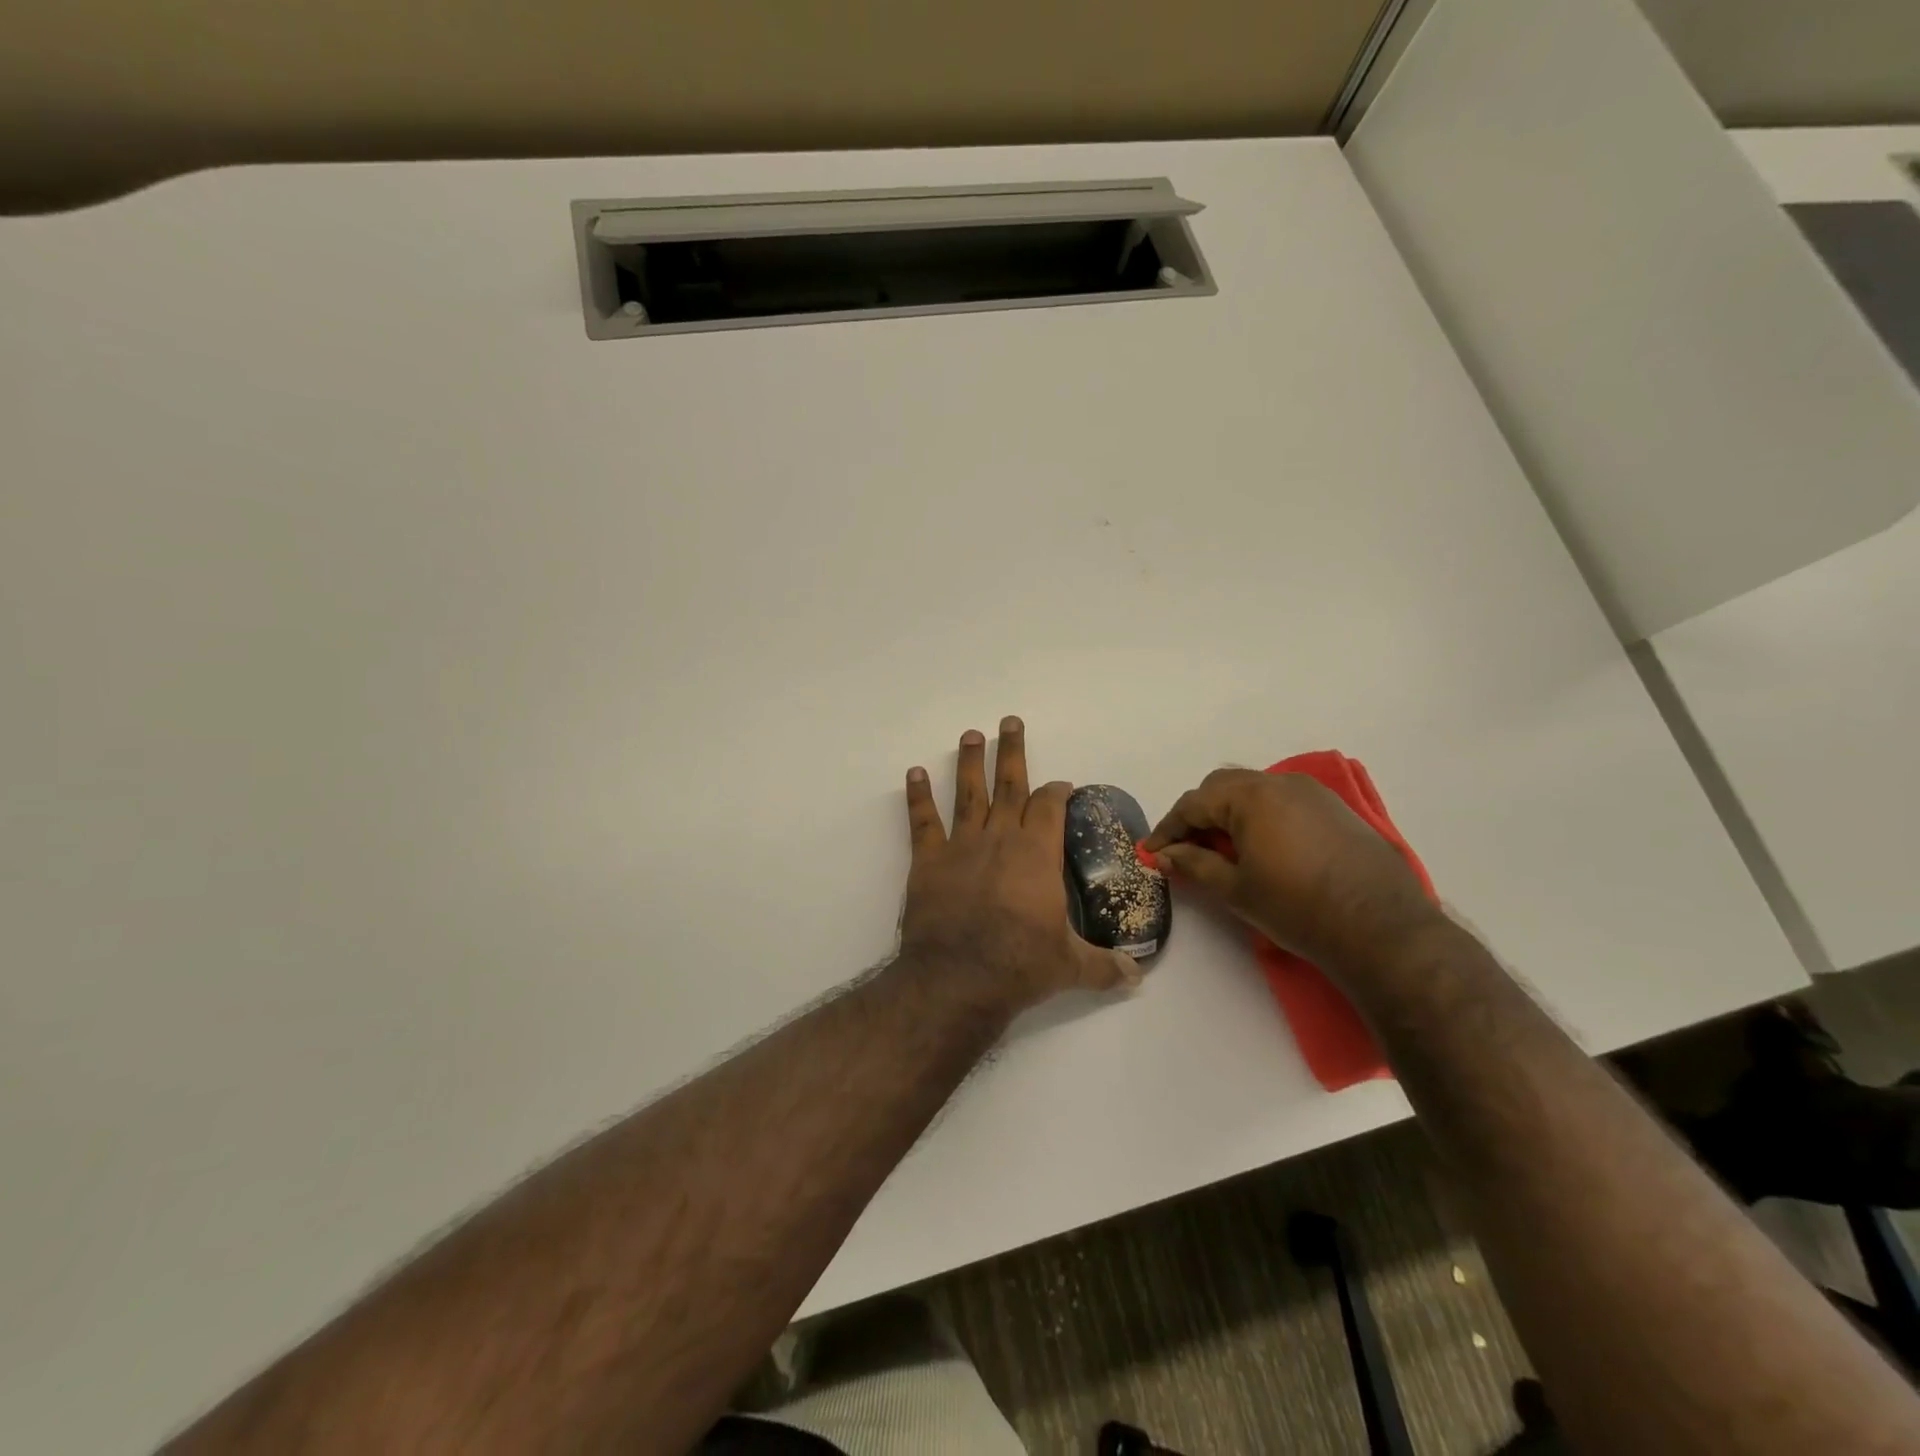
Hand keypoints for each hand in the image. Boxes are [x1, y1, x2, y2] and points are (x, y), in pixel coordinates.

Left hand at [901, 717, 1140, 1009]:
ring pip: (968, 793)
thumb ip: (1104, 967)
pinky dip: (917, 796)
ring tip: (970, 734)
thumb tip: (1137, 977)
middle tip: (1009, 721)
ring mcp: (961, 846)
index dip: (1057, 791)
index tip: (1061, 784)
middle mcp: (1001, 838)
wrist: (958, 978)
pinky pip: (922, 821)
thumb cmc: (1020, 966)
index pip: (1050, 807)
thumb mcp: (1070, 967)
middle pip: (1009, 785)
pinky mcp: (928, 861)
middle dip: (1011, 751)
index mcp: (1037, 854)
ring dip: (969, 762)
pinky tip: (914, 773)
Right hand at [1141, 769, 1444, 976]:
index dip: (1168, 828)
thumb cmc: (1297, 908)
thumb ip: (1194, 864)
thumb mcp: (1235, 889)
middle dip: (1199, 814)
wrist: (1381, 928)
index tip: (1153, 851)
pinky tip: (1262, 845)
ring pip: (1255, 790)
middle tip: (1185, 848)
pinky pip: (1284, 800)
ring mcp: (1312, 792)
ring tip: (1222, 848)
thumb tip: (1164, 854)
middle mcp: (1280, 782)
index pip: (1194, 803)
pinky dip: (1261, 815)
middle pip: (1223, 787)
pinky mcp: (1336, 808)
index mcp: (1250, 796)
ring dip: (1230, 812)